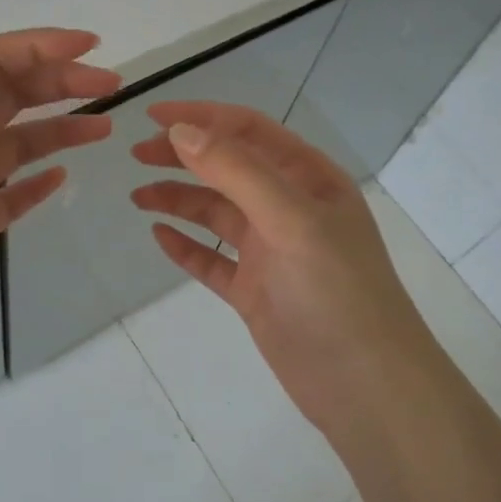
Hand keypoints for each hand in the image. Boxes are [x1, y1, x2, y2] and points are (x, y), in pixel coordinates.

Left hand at [0, 14, 119, 379]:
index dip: (38, 47)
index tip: (92, 47)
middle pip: (8, 96)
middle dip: (58, 82)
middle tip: (114, 87)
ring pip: (17, 141)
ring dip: (59, 127)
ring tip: (106, 130)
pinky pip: (12, 190)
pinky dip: (38, 178)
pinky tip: (65, 176)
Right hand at [130, 103, 443, 438]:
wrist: (364, 385)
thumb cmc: (335, 292)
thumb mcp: (290, 220)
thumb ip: (236, 172)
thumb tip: (182, 131)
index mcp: (309, 180)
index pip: (249, 132)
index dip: (202, 118)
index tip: (151, 116)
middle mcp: (289, 208)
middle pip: (228, 168)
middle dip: (183, 156)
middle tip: (136, 155)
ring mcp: (272, 251)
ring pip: (216, 213)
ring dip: (178, 200)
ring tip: (138, 197)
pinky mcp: (255, 290)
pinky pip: (213, 259)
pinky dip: (187, 245)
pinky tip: (159, 236)